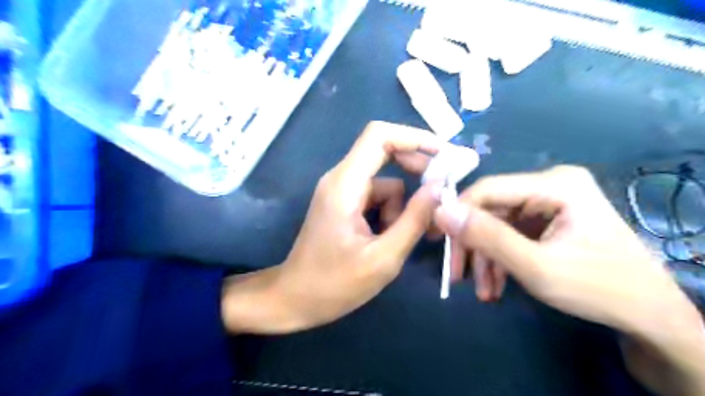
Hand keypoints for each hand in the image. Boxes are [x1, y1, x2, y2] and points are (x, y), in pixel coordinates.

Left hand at [223, 121, 444, 333]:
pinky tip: (389, 239)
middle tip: (440, 197)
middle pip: (385, 152)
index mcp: (345, 184)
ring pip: (385, 183)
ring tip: (405, 238)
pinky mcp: (344, 204)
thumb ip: (414, 220)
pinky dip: (390, 213)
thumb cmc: (334, 284)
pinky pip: (376, 197)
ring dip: (402, 205)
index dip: (414, 137)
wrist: (295, 299)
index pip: (379, 136)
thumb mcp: (383, 257)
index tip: (444, 154)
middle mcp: (341, 179)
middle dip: (417, 171)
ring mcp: (341, 191)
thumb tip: (440, 186)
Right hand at [437, 165, 697, 334]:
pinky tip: (496, 285)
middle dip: (474, 246)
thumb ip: (487, 237)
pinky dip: (500, 258)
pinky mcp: (548, 219)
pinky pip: (511, 233)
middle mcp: (550, 184)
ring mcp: (550, 202)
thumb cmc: (598, 289)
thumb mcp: (536, 266)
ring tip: (482, 291)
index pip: (488, 190)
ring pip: (497, 225)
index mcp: (555, 184)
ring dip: (486, 258)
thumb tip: (441, 211)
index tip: (438, 241)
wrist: (649, 315)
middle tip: (457, 275)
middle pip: (491, 209)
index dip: (457, 213)